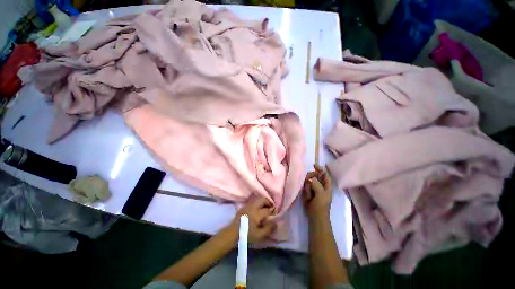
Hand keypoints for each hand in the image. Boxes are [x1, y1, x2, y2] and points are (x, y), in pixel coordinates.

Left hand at [230, 196, 276, 244]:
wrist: (232, 233)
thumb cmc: (247, 235)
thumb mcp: (259, 235)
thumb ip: (268, 229)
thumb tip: (275, 223)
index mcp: (257, 214)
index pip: (267, 209)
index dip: (272, 210)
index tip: (275, 213)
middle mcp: (253, 207)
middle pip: (262, 199)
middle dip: (268, 202)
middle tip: (271, 207)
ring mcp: (247, 205)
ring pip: (257, 199)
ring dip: (262, 201)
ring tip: (265, 207)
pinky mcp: (244, 206)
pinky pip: (253, 201)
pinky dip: (257, 202)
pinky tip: (257, 208)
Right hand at [302, 164, 331, 217]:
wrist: (315, 216)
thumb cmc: (320, 206)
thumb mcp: (320, 194)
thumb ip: (316, 184)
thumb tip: (310, 178)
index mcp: (326, 186)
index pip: (324, 174)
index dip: (320, 169)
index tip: (313, 165)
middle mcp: (320, 186)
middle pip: (314, 176)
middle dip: (310, 178)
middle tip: (307, 182)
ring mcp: (313, 189)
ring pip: (308, 181)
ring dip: (307, 187)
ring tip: (309, 196)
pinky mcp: (308, 192)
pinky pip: (305, 187)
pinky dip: (305, 190)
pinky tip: (307, 196)